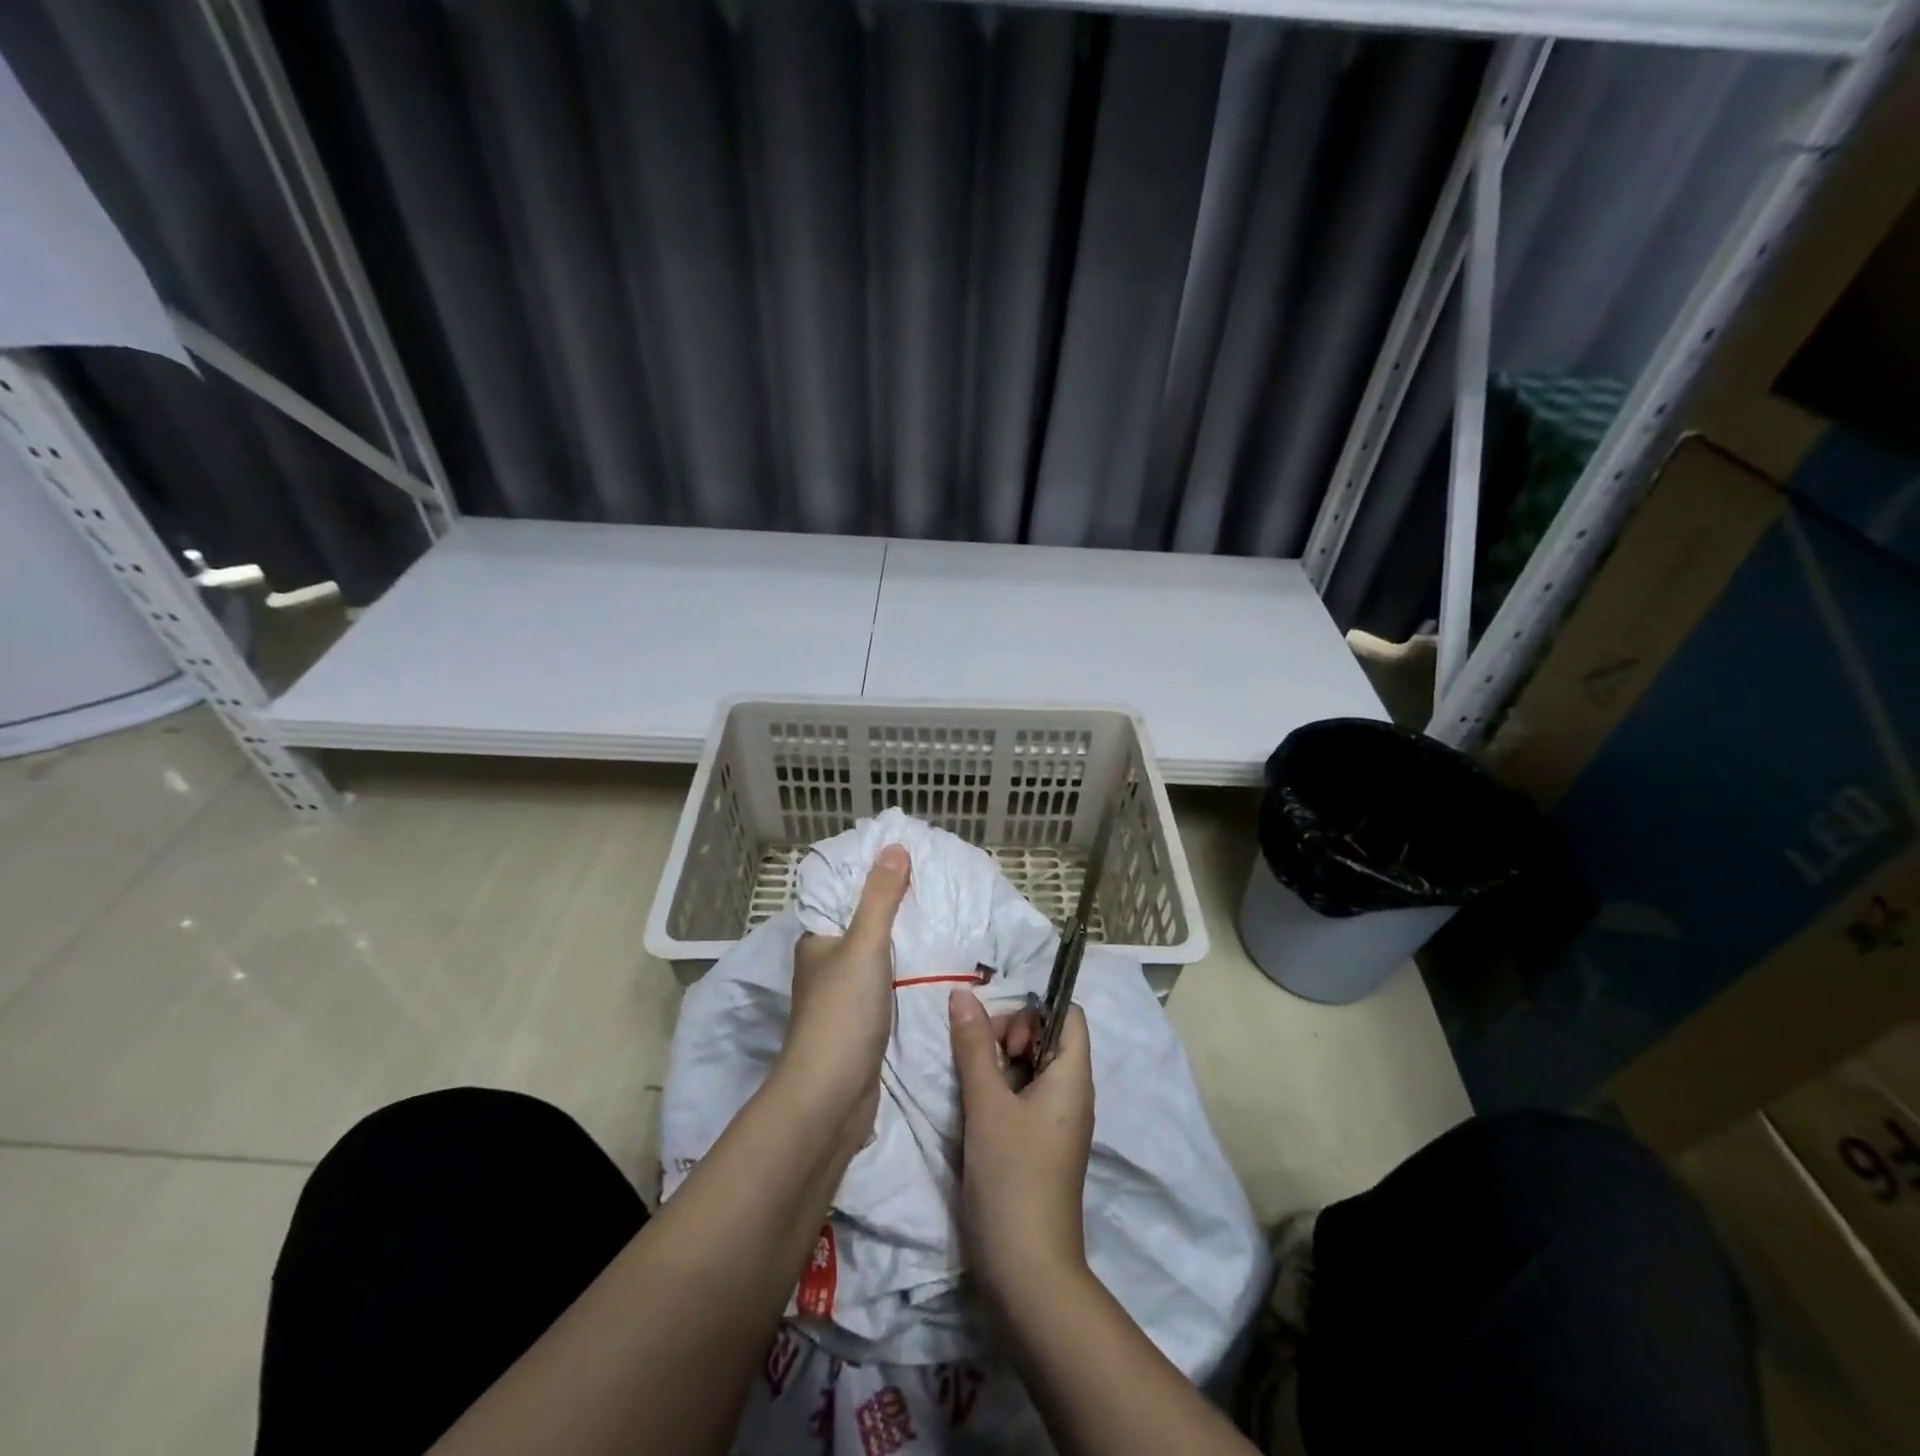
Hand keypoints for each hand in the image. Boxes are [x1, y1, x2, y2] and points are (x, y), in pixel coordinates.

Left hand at [782, 845, 910, 1145]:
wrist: (831, 1097)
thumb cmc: (842, 1013)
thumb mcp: (864, 945)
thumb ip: (880, 898)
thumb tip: (895, 846)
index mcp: (817, 941)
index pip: (844, 896)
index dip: (873, 876)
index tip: (911, 859)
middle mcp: (826, 964)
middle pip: (863, 925)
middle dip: (895, 909)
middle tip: (938, 888)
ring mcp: (844, 997)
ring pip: (877, 958)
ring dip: (904, 943)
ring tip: (944, 920)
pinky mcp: (862, 1024)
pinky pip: (888, 985)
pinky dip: (907, 974)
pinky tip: (935, 965)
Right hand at [949, 988, 1093, 1304]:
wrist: (1027, 1272)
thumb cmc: (1012, 1177)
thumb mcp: (987, 1104)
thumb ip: (973, 1045)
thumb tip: (961, 993)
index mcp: (1073, 1076)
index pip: (1067, 1013)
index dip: (1033, 1009)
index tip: (1000, 1032)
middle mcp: (1072, 1093)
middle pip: (1047, 1036)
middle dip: (1010, 1034)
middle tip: (980, 1061)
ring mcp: (1057, 1120)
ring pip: (1031, 1067)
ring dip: (999, 1064)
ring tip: (973, 1087)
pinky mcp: (1041, 1143)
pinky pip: (1024, 1096)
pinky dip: (1001, 1091)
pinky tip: (976, 1109)